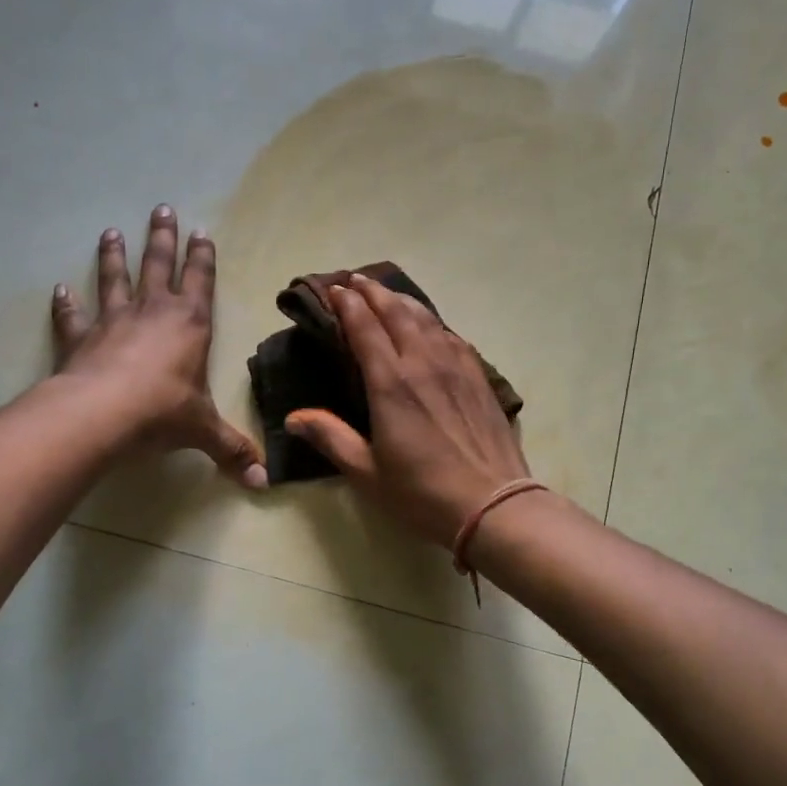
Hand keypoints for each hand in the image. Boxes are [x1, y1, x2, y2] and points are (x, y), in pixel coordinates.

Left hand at [52, 206, 266, 489]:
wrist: (101, 415)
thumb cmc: (162, 413)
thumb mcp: (204, 431)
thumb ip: (232, 451)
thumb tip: (263, 483)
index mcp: (190, 324)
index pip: (201, 281)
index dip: (202, 256)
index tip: (200, 230)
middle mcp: (153, 312)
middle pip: (158, 265)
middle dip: (162, 237)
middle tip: (161, 208)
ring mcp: (113, 321)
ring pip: (115, 279)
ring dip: (114, 256)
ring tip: (110, 232)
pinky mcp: (81, 338)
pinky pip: (73, 316)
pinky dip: (66, 303)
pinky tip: (60, 289)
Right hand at [284, 274, 529, 545]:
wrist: (493, 505)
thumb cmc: (422, 493)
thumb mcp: (367, 473)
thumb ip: (331, 438)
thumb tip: (293, 418)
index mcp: (391, 384)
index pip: (365, 328)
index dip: (348, 305)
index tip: (336, 289)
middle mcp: (423, 364)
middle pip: (397, 313)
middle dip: (373, 292)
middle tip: (356, 280)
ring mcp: (456, 368)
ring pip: (427, 319)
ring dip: (403, 301)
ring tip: (388, 293)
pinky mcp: (479, 378)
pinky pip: (452, 337)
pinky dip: (433, 323)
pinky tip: (431, 326)